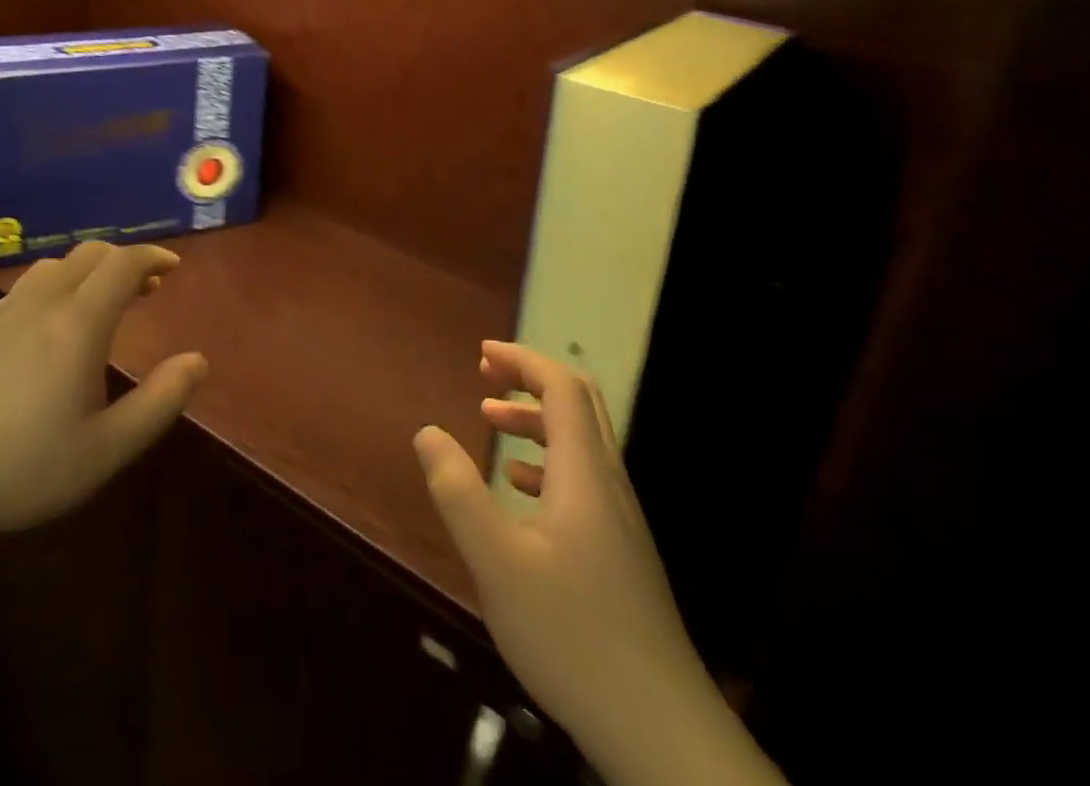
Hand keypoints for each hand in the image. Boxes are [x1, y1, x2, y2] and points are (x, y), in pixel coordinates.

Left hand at [0, 242, 206, 542]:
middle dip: (125, 261)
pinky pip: (29, 284)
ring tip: (104, 300)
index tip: (172, 268)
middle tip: (147, 287)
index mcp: (78, 325)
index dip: (152, 257)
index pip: (122, 265)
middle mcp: (43, 303)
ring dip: (90, 269)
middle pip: (91, 254)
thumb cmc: (25, 469)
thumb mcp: (107, 449)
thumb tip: (197, 360)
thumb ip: (159, 402)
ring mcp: (5, 311)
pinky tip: (55, 321)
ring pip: (57, 265)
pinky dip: (59, 283)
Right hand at [414, 342, 782, 785]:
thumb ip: (458, 492)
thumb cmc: (573, 636)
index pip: (563, 388)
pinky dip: (547, 461)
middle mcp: (609, 485)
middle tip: (485, 374)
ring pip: (581, 443)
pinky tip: (518, 485)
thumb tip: (427, 432)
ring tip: (489, 419)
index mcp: (584, 474)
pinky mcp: (620, 552)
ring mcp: (620, 521)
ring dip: (536, 419)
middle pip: (579, 405)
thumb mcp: (497, 563)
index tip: (482, 353)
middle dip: (530, 379)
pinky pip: (583, 479)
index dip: (523, 360)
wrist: (662, 734)